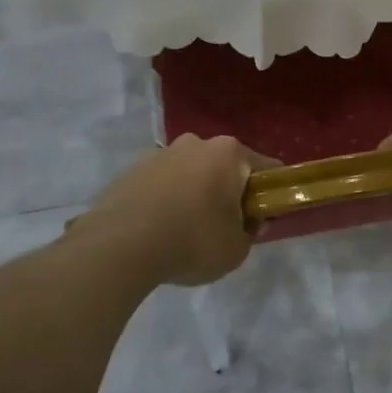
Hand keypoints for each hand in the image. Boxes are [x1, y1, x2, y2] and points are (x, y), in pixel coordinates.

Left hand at [79, 134, 266, 285]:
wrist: (120, 245)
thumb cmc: (192, 241)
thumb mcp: (236, 249)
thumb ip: (251, 232)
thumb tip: (251, 221)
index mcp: (229, 153)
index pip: (266, 168)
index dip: (271, 193)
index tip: (265, 216)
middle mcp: (196, 143)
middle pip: (225, 166)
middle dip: (229, 191)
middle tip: (225, 226)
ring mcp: (161, 153)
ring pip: (191, 173)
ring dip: (195, 193)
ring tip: (185, 231)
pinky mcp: (132, 169)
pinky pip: (162, 184)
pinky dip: (167, 200)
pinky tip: (160, 229)